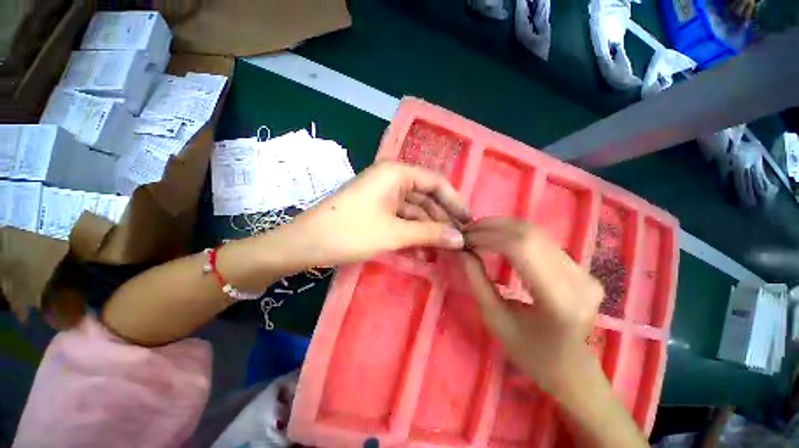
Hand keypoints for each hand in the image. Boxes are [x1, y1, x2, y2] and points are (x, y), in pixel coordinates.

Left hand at [271, 161, 470, 273]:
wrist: (306, 244)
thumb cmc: (351, 232)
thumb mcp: (395, 233)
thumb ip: (430, 234)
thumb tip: (460, 240)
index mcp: (396, 173)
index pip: (435, 183)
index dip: (454, 202)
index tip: (468, 222)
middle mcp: (391, 179)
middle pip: (425, 198)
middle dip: (441, 220)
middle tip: (457, 240)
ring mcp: (382, 196)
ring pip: (413, 211)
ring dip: (426, 230)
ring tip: (443, 250)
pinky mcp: (375, 210)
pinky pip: (400, 219)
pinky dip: (411, 234)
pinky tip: (422, 251)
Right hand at [461, 217, 603, 397]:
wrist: (573, 370)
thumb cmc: (531, 354)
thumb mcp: (495, 320)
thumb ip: (477, 281)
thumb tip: (461, 252)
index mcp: (559, 300)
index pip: (520, 248)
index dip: (488, 237)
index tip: (464, 239)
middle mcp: (578, 279)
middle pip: (529, 234)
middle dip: (491, 227)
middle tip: (467, 232)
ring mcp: (584, 270)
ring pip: (536, 232)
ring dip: (501, 227)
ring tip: (477, 232)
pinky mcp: (581, 267)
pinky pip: (541, 239)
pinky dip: (513, 233)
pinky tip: (496, 236)